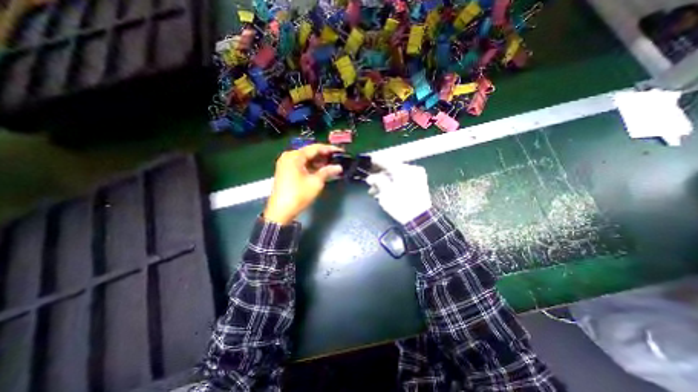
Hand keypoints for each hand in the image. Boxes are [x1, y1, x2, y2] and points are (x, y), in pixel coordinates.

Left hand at [262, 142, 342, 223]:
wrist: (280, 211)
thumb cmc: (298, 195)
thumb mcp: (316, 182)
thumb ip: (327, 171)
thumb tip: (339, 167)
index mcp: (295, 156)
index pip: (315, 148)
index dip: (329, 149)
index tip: (340, 151)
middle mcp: (288, 156)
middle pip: (309, 152)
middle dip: (323, 156)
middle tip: (337, 159)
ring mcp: (285, 164)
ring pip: (305, 159)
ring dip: (318, 162)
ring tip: (331, 165)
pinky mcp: (285, 171)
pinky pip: (300, 165)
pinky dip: (310, 167)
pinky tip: (320, 170)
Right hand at [366, 161, 430, 222]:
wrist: (420, 218)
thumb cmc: (401, 204)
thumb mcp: (386, 192)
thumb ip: (377, 181)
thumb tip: (371, 177)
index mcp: (404, 170)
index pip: (387, 162)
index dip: (376, 162)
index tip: (369, 161)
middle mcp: (412, 170)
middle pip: (391, 170)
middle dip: (379, 177)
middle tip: (370, 184)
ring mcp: (417, 176)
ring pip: (397, 176)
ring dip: (385, 182)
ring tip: (376, 192)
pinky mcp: (419, 184)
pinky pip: (403, 180)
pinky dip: (394, 184)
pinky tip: (386, 192)